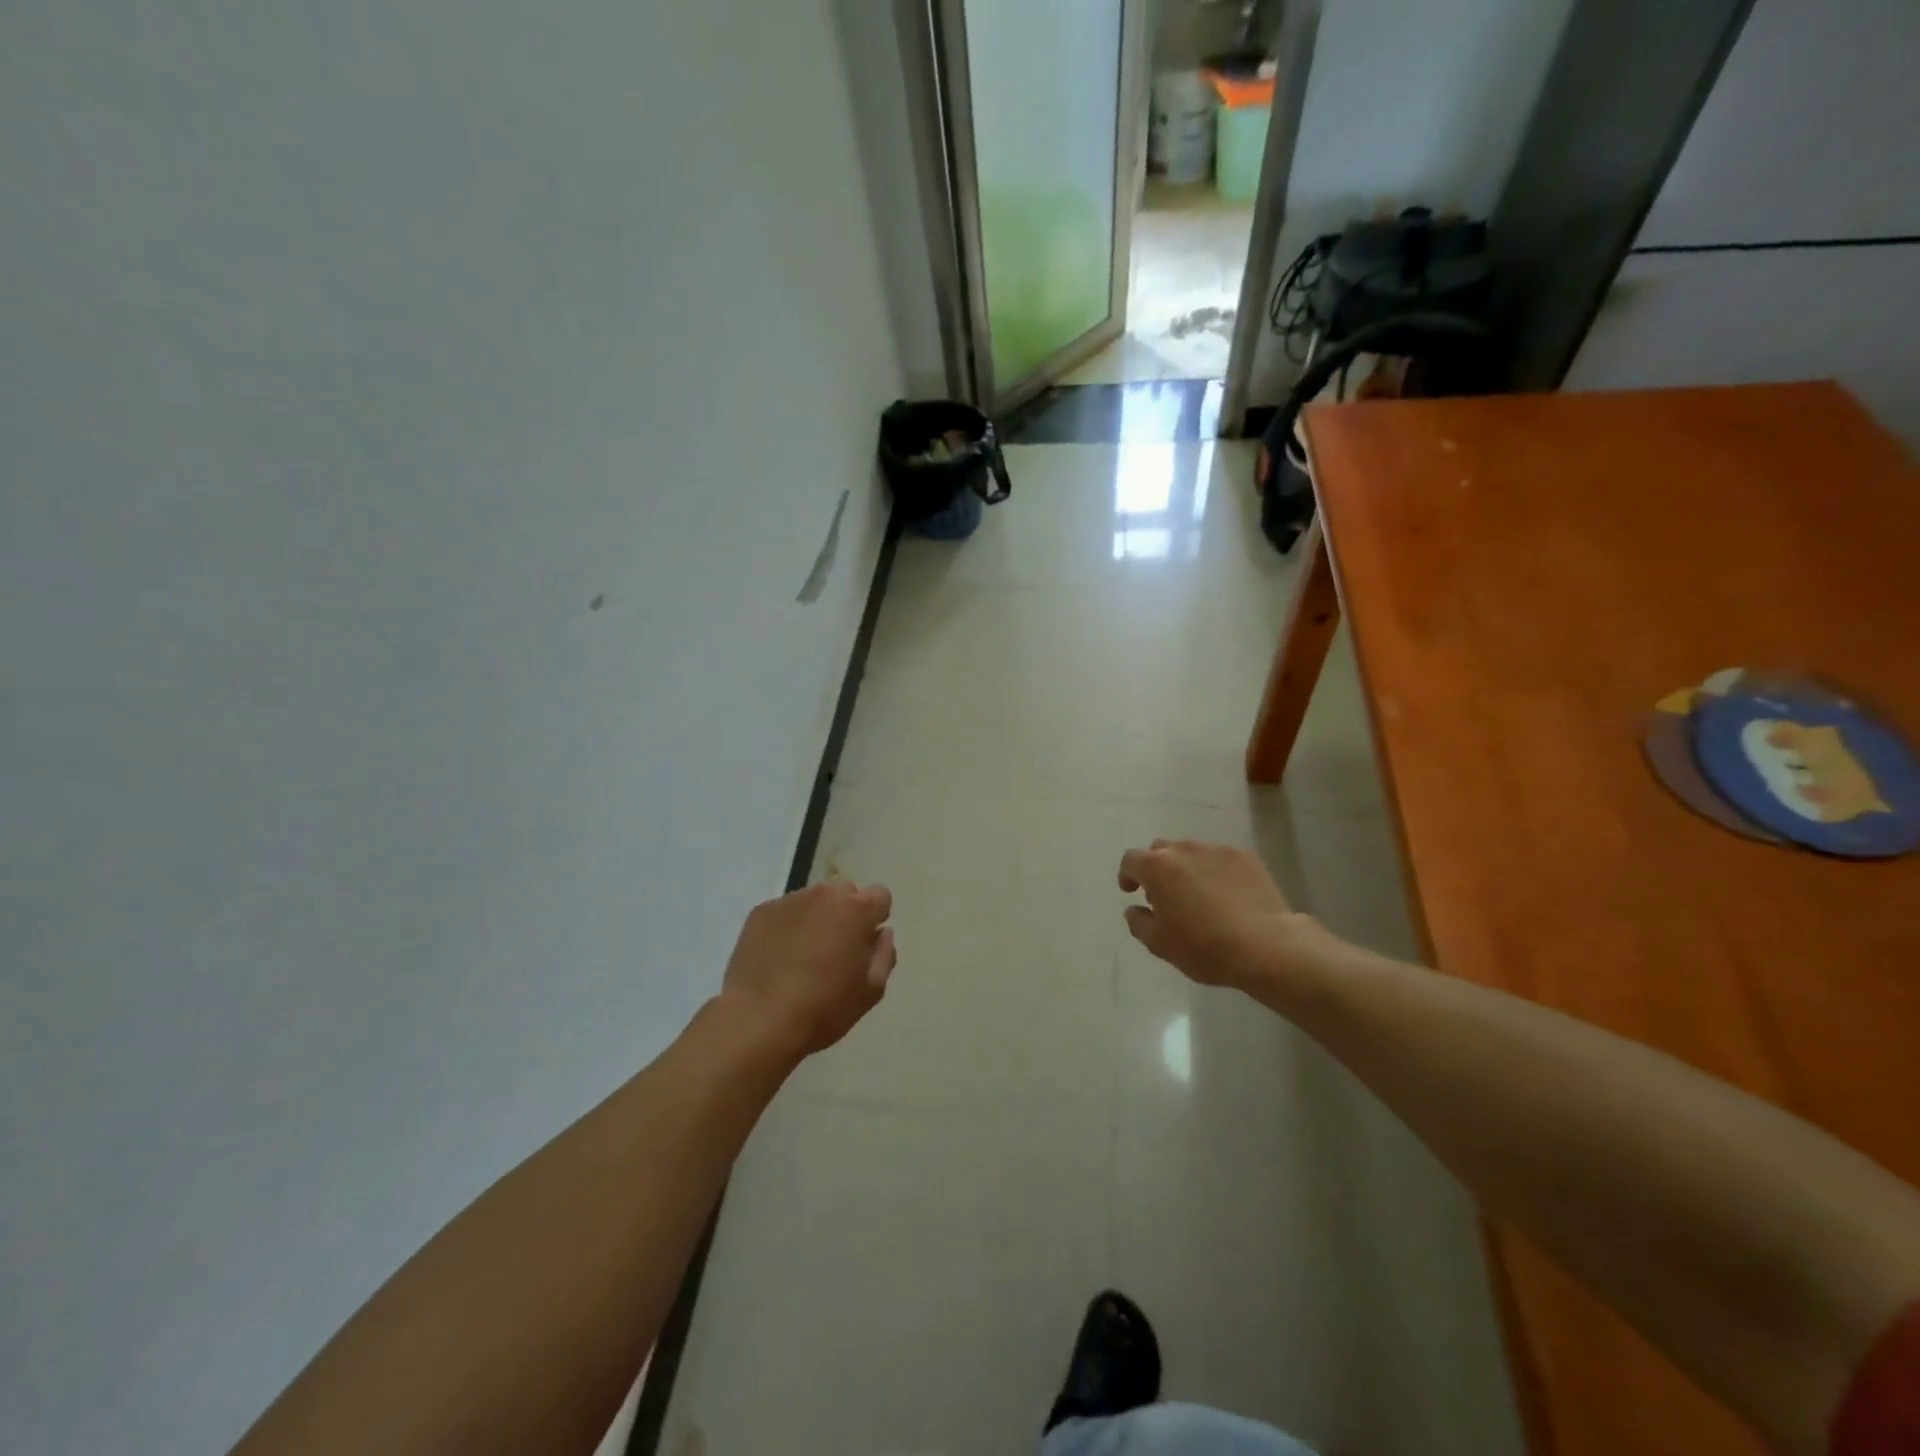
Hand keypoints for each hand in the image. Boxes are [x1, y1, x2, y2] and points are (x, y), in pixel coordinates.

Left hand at [721, 881, 895, 1056]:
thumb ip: (884, 955)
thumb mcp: (870, 992)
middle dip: (846, 914)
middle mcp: (825, 895)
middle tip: (834, 950)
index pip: (880, 896)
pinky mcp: (761, 912)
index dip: (875, 919)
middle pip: (845, 893)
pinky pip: (784, 911)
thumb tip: (882, 933)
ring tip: (802, 955)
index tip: (864, 944)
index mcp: (857, 910)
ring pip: (814, 900)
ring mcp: (789, 901)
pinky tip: (778, 957)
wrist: (758, 1021)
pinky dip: (787, 926)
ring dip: (816, 918)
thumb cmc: (823, 1008)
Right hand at [1117, 839, 1317, 990]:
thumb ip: (1138, 922)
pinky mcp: (1246, 857)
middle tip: (1164, 895)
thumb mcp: (1159, 944)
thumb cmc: (1204, 947)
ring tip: (1198, 894)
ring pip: (1191, 852)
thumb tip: (1134, 909)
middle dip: (1157, 868)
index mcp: (1157, 868)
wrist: (1266, 946)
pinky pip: (1220, 859)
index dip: (1127, 875)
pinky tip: (1226, 895)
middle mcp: (1184, 850)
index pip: (1131, 860)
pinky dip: (1215, 871)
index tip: (1131, 891)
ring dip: (1186, 868)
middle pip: (1161, 850)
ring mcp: (1217, 850)